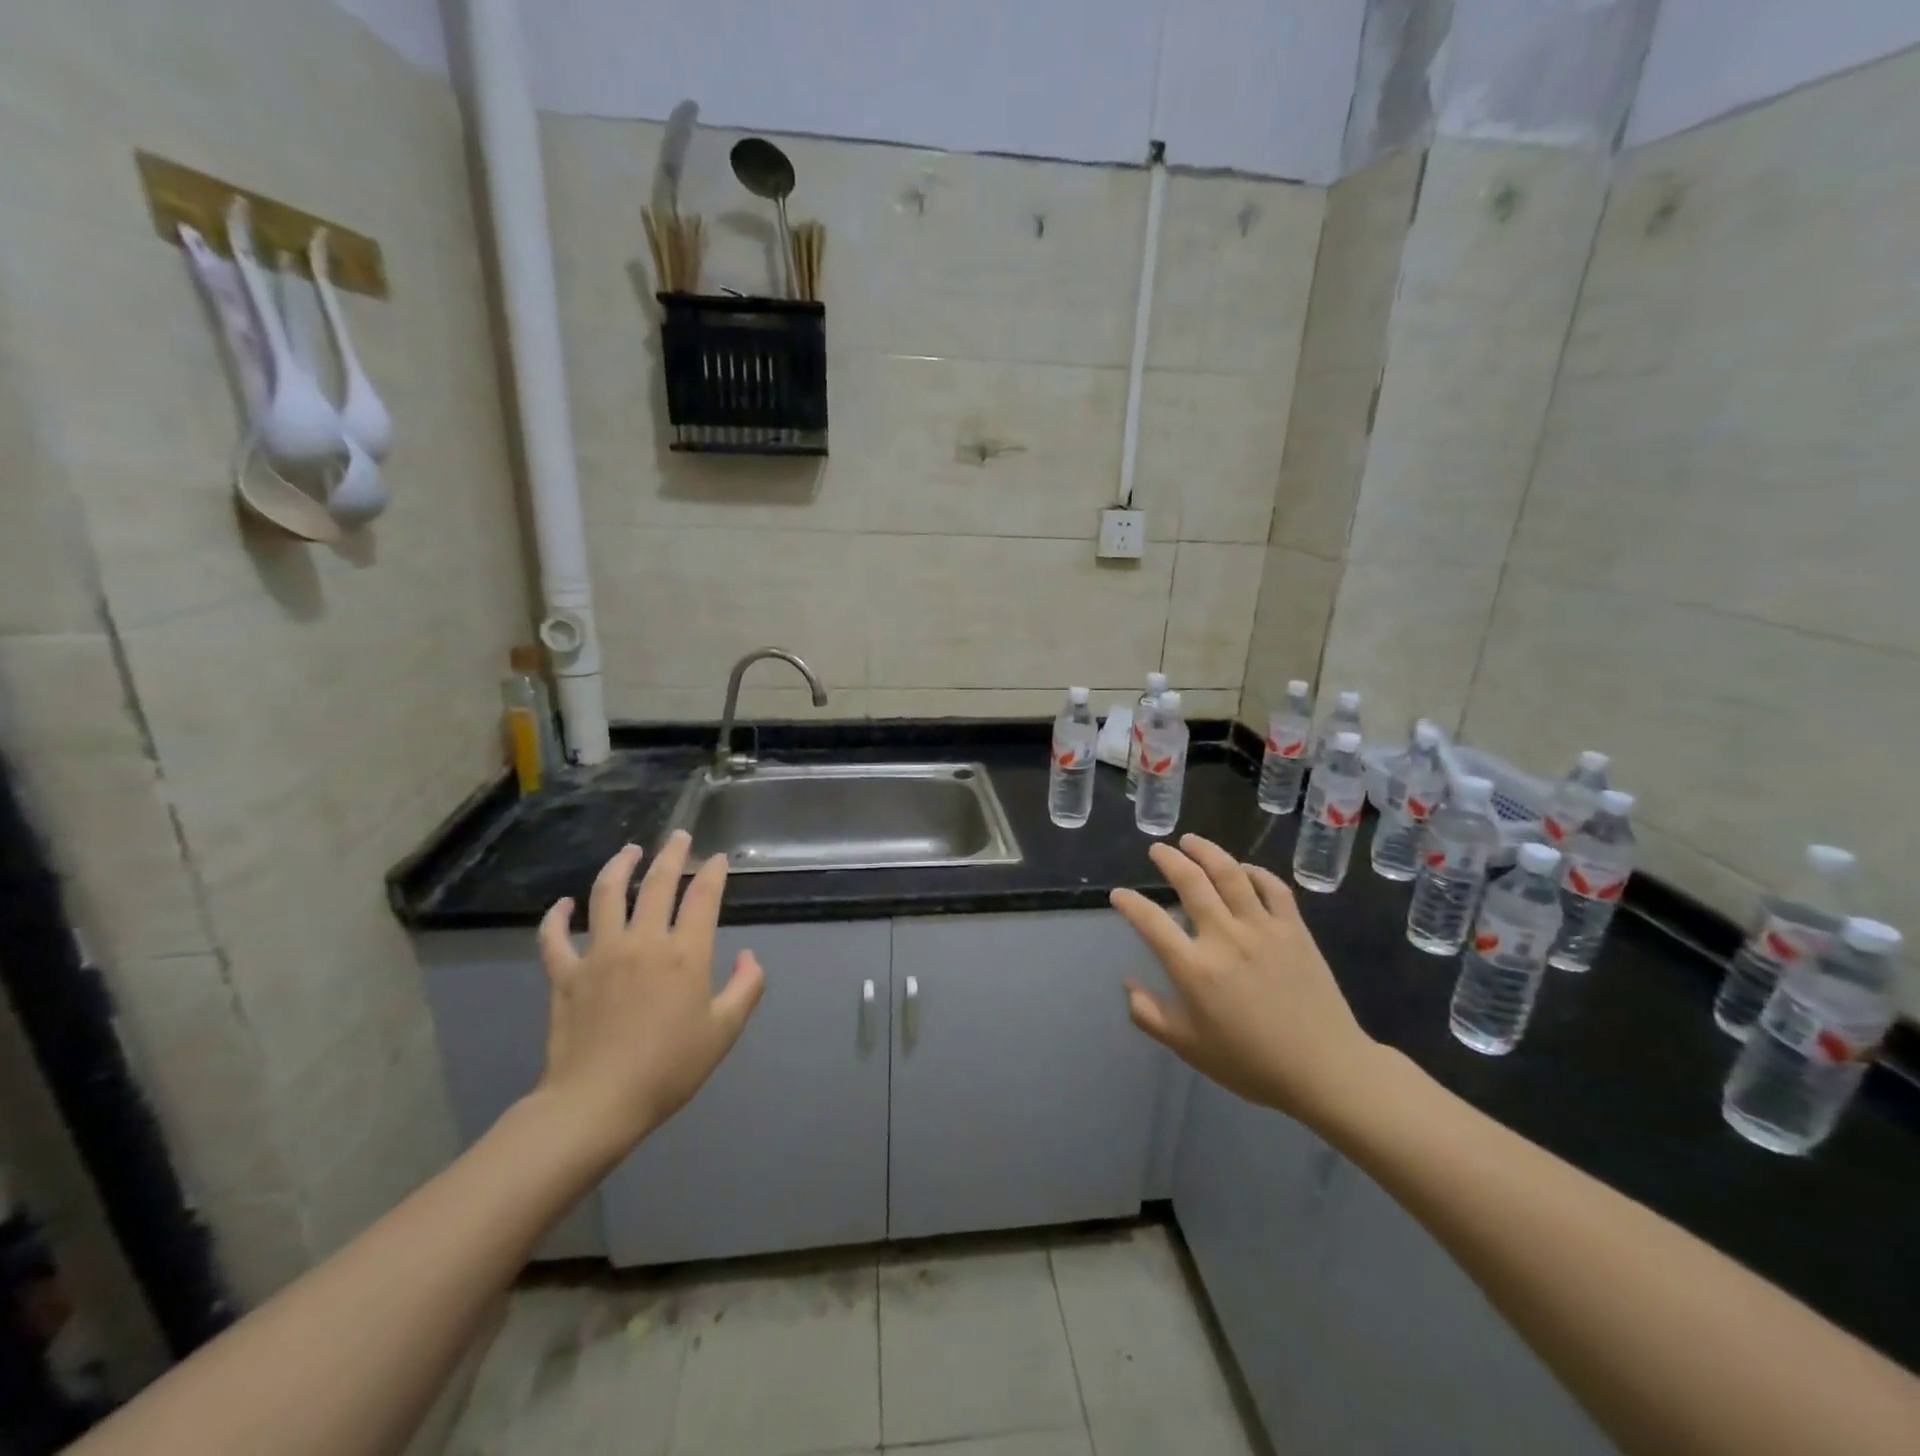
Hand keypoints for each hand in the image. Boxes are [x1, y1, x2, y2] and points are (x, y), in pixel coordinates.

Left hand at [533, 832, 764, 1166]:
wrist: (597, 1104)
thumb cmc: (668, 1069)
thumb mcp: (724, 1032)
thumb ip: (746, 988)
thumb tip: (748, 957)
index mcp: (684, 954)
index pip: (702, 897)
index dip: (712, 873)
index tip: (717, 859)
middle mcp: (643, 942)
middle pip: (657, 884)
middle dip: (671, 855)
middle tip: (678, 836)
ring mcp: (599, 955)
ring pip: (606, 895)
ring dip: (619, 867)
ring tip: (629, 850)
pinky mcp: (565, 975)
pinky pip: (555, 938)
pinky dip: (555, 918)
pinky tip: (561, 905)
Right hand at [1113, 834, 1379, 1126]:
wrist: (1325, 1070)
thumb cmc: (1251, 1063)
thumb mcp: (1189, 1048)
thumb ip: (1150, 1015)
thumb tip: (1128, 984)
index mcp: (1195, 969)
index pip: (1151, 922)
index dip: (1130, 904)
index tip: (1119, 895)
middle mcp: (1225, 938)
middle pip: (1191, 882)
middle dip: (1168, 860)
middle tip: (1157, 850)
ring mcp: (1263, 928)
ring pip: (1230, 874)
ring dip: (1206, 851)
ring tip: (1191, 841)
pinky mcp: (1294, 929)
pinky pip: (1272, 887)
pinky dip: (1254, 872)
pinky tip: (1242, 869)